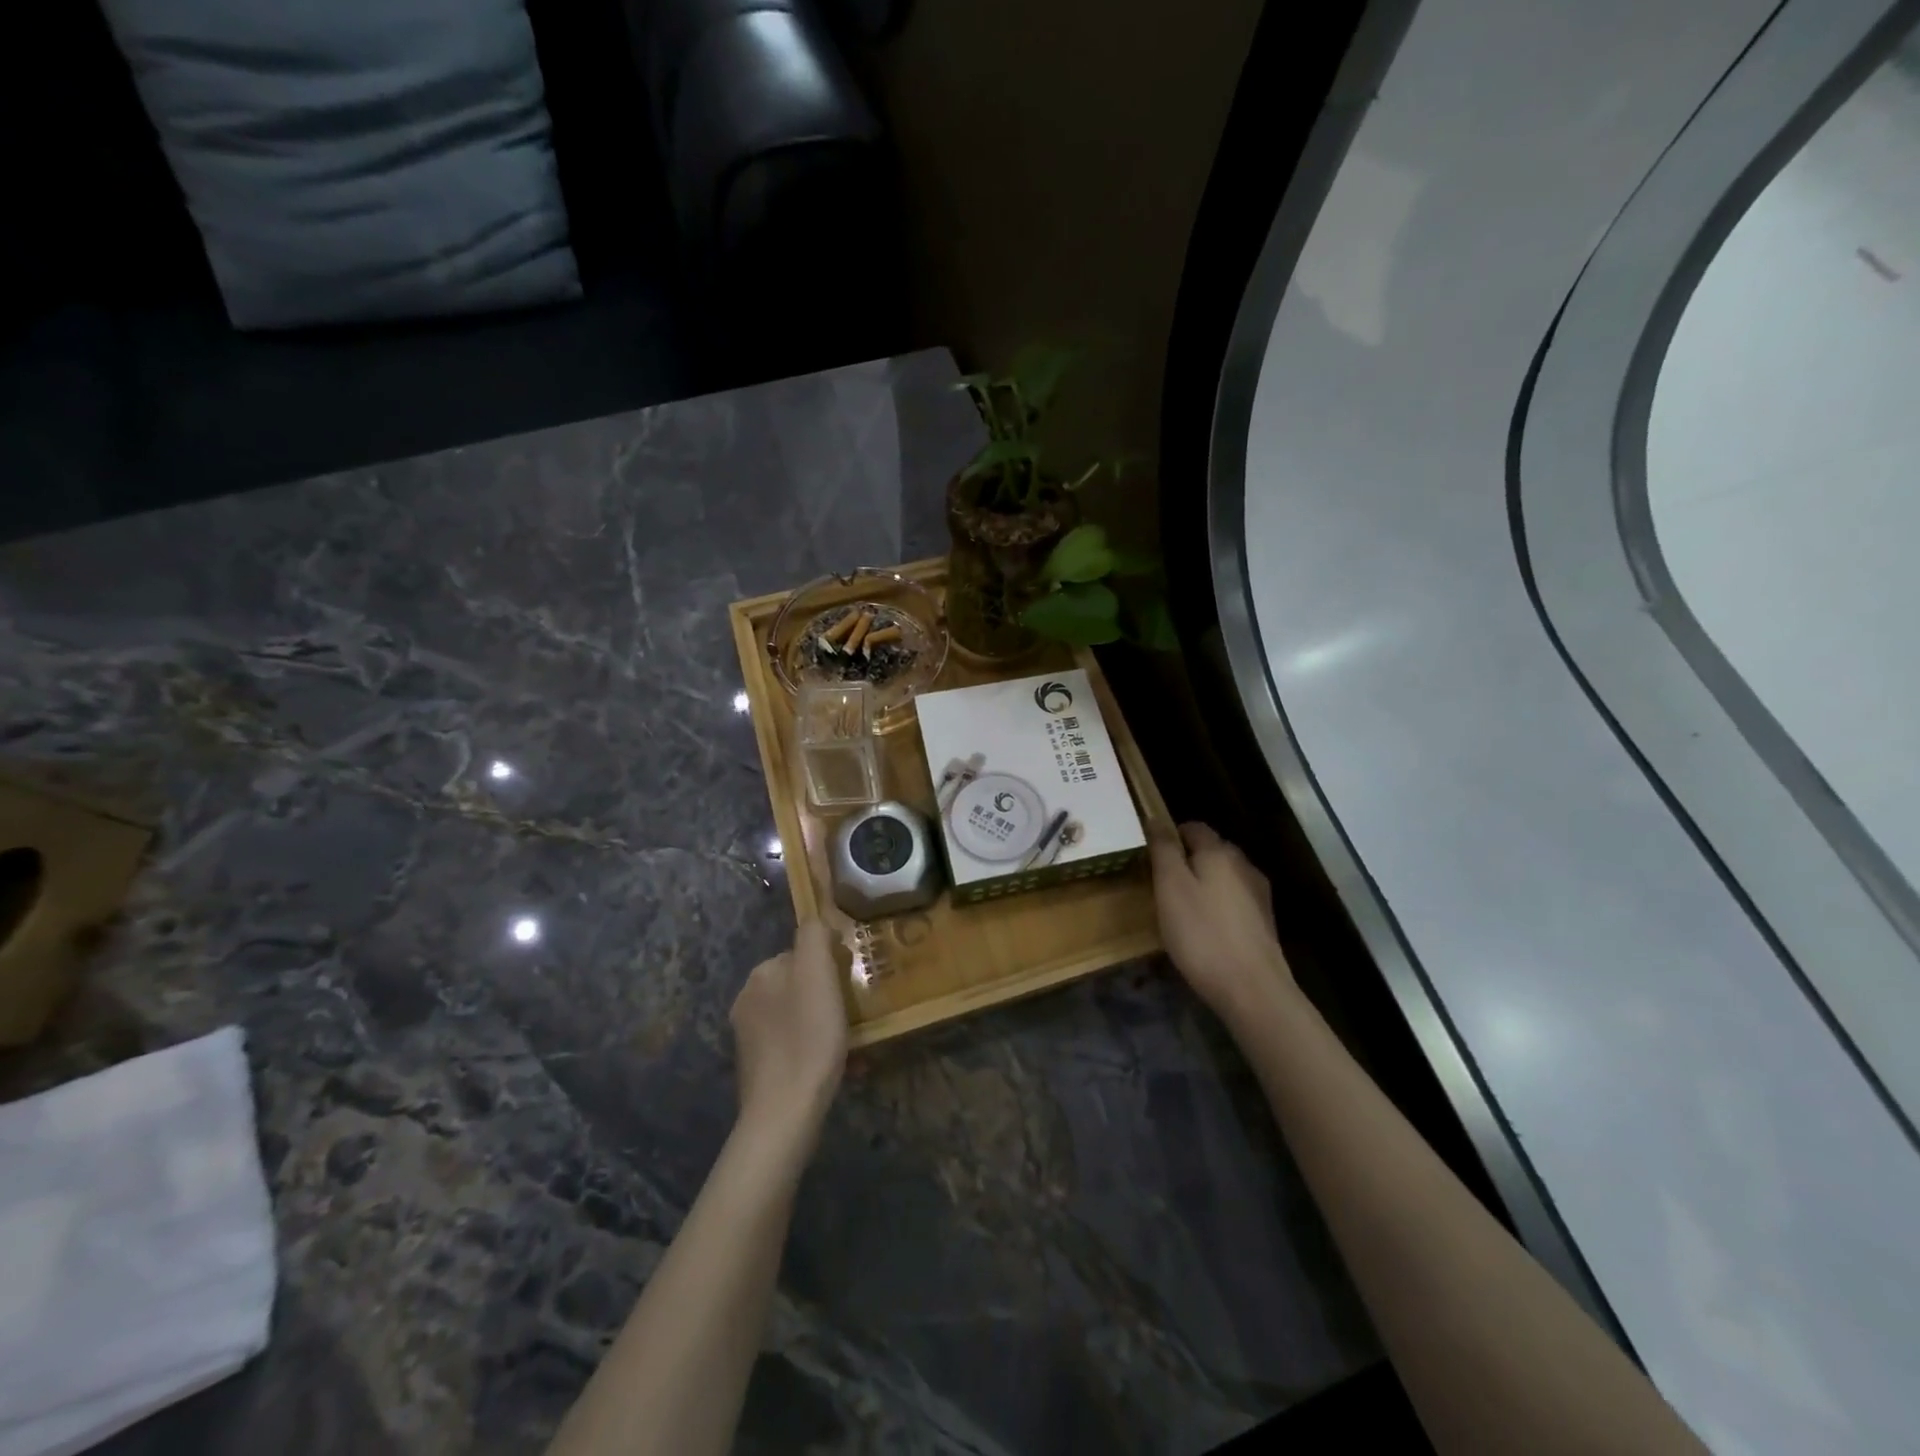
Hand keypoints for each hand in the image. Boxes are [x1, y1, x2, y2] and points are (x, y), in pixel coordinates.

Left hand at [729, 921, 848, 1141]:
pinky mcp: (757, 1068)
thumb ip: (814, 937)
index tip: (852, 982)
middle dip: (828, 995)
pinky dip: (815, 1049)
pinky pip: (794, 1045)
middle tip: (856, 1014)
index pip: (802, 953)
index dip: (830, 964)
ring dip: (824, 1023)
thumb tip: (817, 922)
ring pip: (799, 1016)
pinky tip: (838, 1066)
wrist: (784, 1112)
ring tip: (852, 1043)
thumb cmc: (808, 1037)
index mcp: (761, 974)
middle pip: (800, 984)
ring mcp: (749, 1037)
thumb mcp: (817, 974)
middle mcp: (748, 999)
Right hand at [1149, 822, 1294, 1019]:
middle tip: (1160, 884)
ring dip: (1202, 884)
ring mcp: (1258, 894)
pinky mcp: (1264, 922)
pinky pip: (1233, 900)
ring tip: (1180, 909)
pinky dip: (1216, 905)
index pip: (1193, 827)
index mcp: (1219, 852)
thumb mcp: (1170, 887)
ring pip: (1223, 876)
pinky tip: (1204, 929)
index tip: (1149, 857)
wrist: (1252, 989)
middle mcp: (1243, 865)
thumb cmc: (1202, 934)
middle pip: (1210, 850)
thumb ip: (1163, 849)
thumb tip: (1156, 818)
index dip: (1169, 836)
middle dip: (1186, 860)